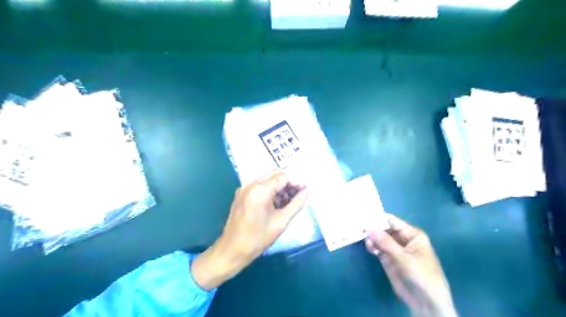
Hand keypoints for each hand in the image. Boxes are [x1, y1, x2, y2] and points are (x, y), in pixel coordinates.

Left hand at [191, 169, 306, 290]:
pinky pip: (259, 186)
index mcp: (260, 190)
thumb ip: (296, 204)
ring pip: (267, 180)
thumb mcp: (281, 222)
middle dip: (288, 183)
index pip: (283, 177)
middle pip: (274, 175)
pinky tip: (276, 204)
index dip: (296, 182)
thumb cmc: (258, 239)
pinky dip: (270, 191)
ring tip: (289, 202)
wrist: (232, 250)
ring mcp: (244, 189)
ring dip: (280, 187)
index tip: (305, 192)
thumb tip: (307, 192)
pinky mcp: (241, 195)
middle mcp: (250, 185)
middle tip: (298, 196)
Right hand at [365, 214, 455, 315]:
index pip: (392, 221)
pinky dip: (372, 246)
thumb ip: (385, 242)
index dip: (378, 218)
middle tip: (357, 224)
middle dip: (372, 227)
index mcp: (411, 234)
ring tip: (363, 237)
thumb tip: (368, 227)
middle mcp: (402, 239)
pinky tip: (368, 246)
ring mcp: (394, 249)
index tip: (363, 215)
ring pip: (379, 238)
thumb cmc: (422, 275)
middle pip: (384, 229)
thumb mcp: (404, 257)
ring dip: (371, 237)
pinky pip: (378, 248)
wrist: (427, 303)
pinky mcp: (388, 259)